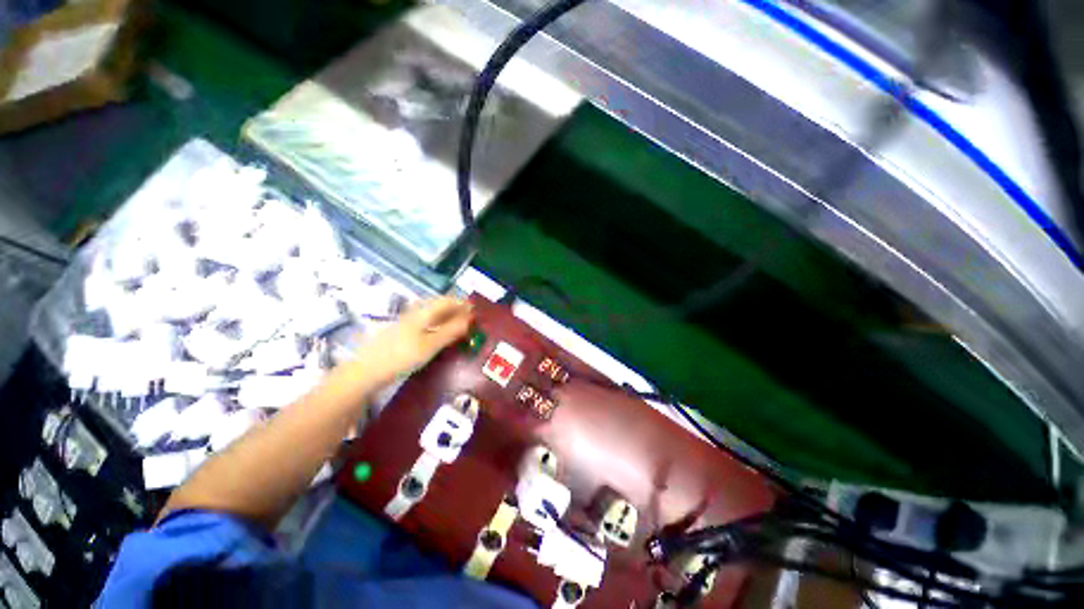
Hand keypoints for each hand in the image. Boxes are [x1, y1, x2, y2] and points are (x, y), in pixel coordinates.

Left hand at [356, 296, 473, 382]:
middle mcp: (414, 313)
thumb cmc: (402, 357)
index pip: (446, 301)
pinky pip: (424, 321)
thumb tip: (469, 320)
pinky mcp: (400, 332)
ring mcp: (405, 322)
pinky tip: (438, 332)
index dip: (461, 303)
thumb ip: (451, 331)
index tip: (475, 309)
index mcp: (423, 313)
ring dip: (446, 315)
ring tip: (457, 324)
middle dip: (455, 308)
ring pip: (430, 313)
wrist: (367, 371)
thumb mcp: (430, 346)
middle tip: (468, 317)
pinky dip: (437, 323)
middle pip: (438, 305)